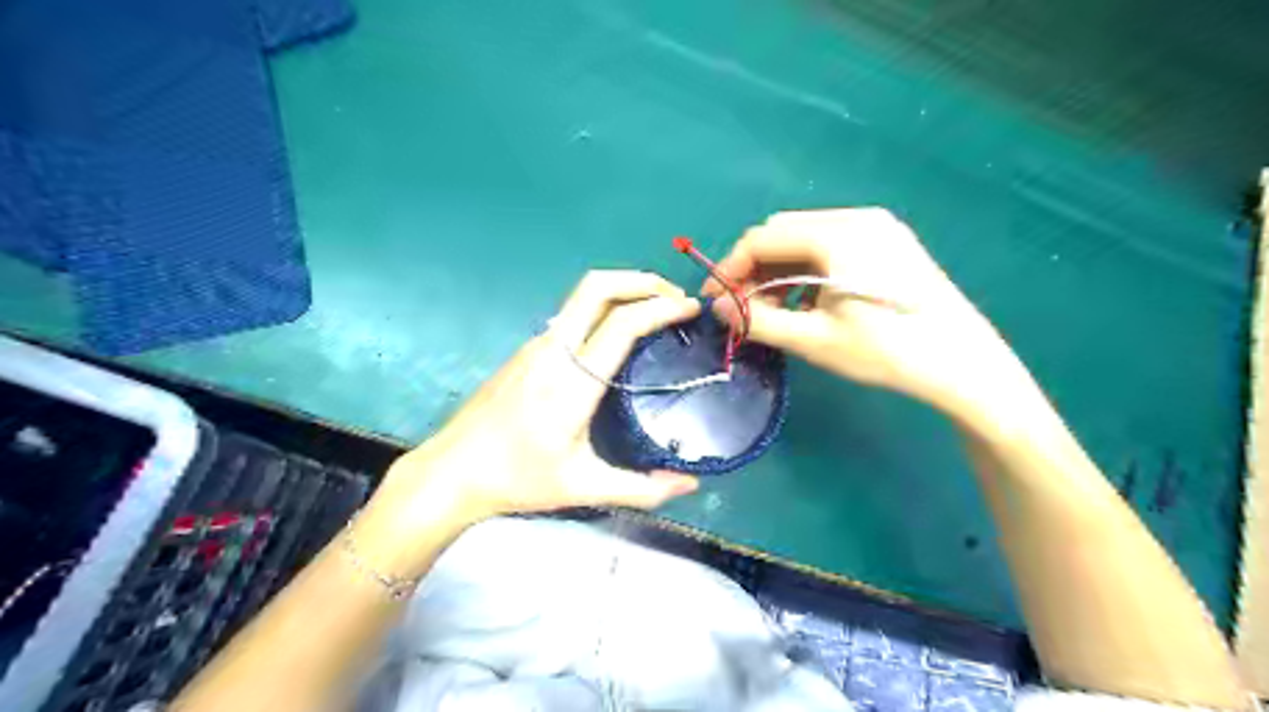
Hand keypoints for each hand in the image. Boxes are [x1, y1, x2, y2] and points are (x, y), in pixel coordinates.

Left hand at [358, 272, 702, 573]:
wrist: (451, 471)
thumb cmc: (517, 479)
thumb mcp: (583, 488)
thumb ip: (641, 489)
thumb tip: (689, 485)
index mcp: (572, 382)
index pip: (622, 324)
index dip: (662, 308)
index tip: (691, 308)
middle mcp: (553, 351)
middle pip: (598, 286)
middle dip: (642, 280)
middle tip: (676, 296)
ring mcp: (536, 345)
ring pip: (583, 295)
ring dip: (624, 289)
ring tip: (656, 308)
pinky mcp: (528, 350)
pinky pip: (573, 313)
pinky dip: (606, 306)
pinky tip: (619, 332)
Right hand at [709, 207, 1035, 425]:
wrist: (963, 363)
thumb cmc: (886, 351)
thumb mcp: (814, 340)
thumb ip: (758, 320)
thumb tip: (719, 309)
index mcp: (836, 235)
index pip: (762, 238)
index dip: (730, 267)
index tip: (714, 299)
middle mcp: (856, 218)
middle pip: (783, 233)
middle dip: (753, 268)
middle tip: (739, 307)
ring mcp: (877, 227)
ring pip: (806, 239)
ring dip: (778, 271)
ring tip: (771, 310)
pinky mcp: (888, 242)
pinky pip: (830, 247)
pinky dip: (806, 271)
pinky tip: (806, 302)